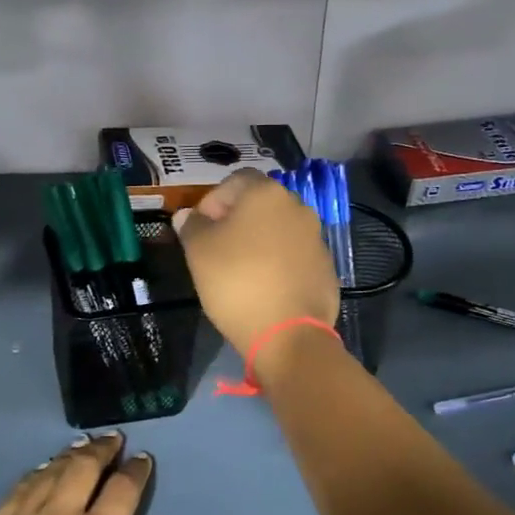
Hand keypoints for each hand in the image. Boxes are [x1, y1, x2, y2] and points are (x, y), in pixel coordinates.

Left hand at [0, 433, 185, 514]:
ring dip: (69, 456)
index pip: (122, 489)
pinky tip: (40, 471)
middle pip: (83, 468)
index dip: (135, 470)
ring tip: (81, 447)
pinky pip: (18, 490)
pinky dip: (34, 474)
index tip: (142, 458)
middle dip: (101, 449)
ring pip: (49, 473)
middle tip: (112, 439)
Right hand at [172, 170, 340, 355]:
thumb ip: (191, 226)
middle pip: (259, 204)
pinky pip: (294, 256)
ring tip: (240, 271)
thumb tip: (187, 215)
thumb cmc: (237, 282)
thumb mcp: (198, 252)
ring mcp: (316, 238)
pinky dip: (278, 264)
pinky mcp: (326, 267)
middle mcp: (297, 207)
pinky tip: (265, 288)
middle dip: (236, 220)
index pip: (235, 180)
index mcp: (266, 194)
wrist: (288, 334)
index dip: (213, 200)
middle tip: (216, 249)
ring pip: (279, 230)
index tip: (199, 228)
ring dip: (259, 242)